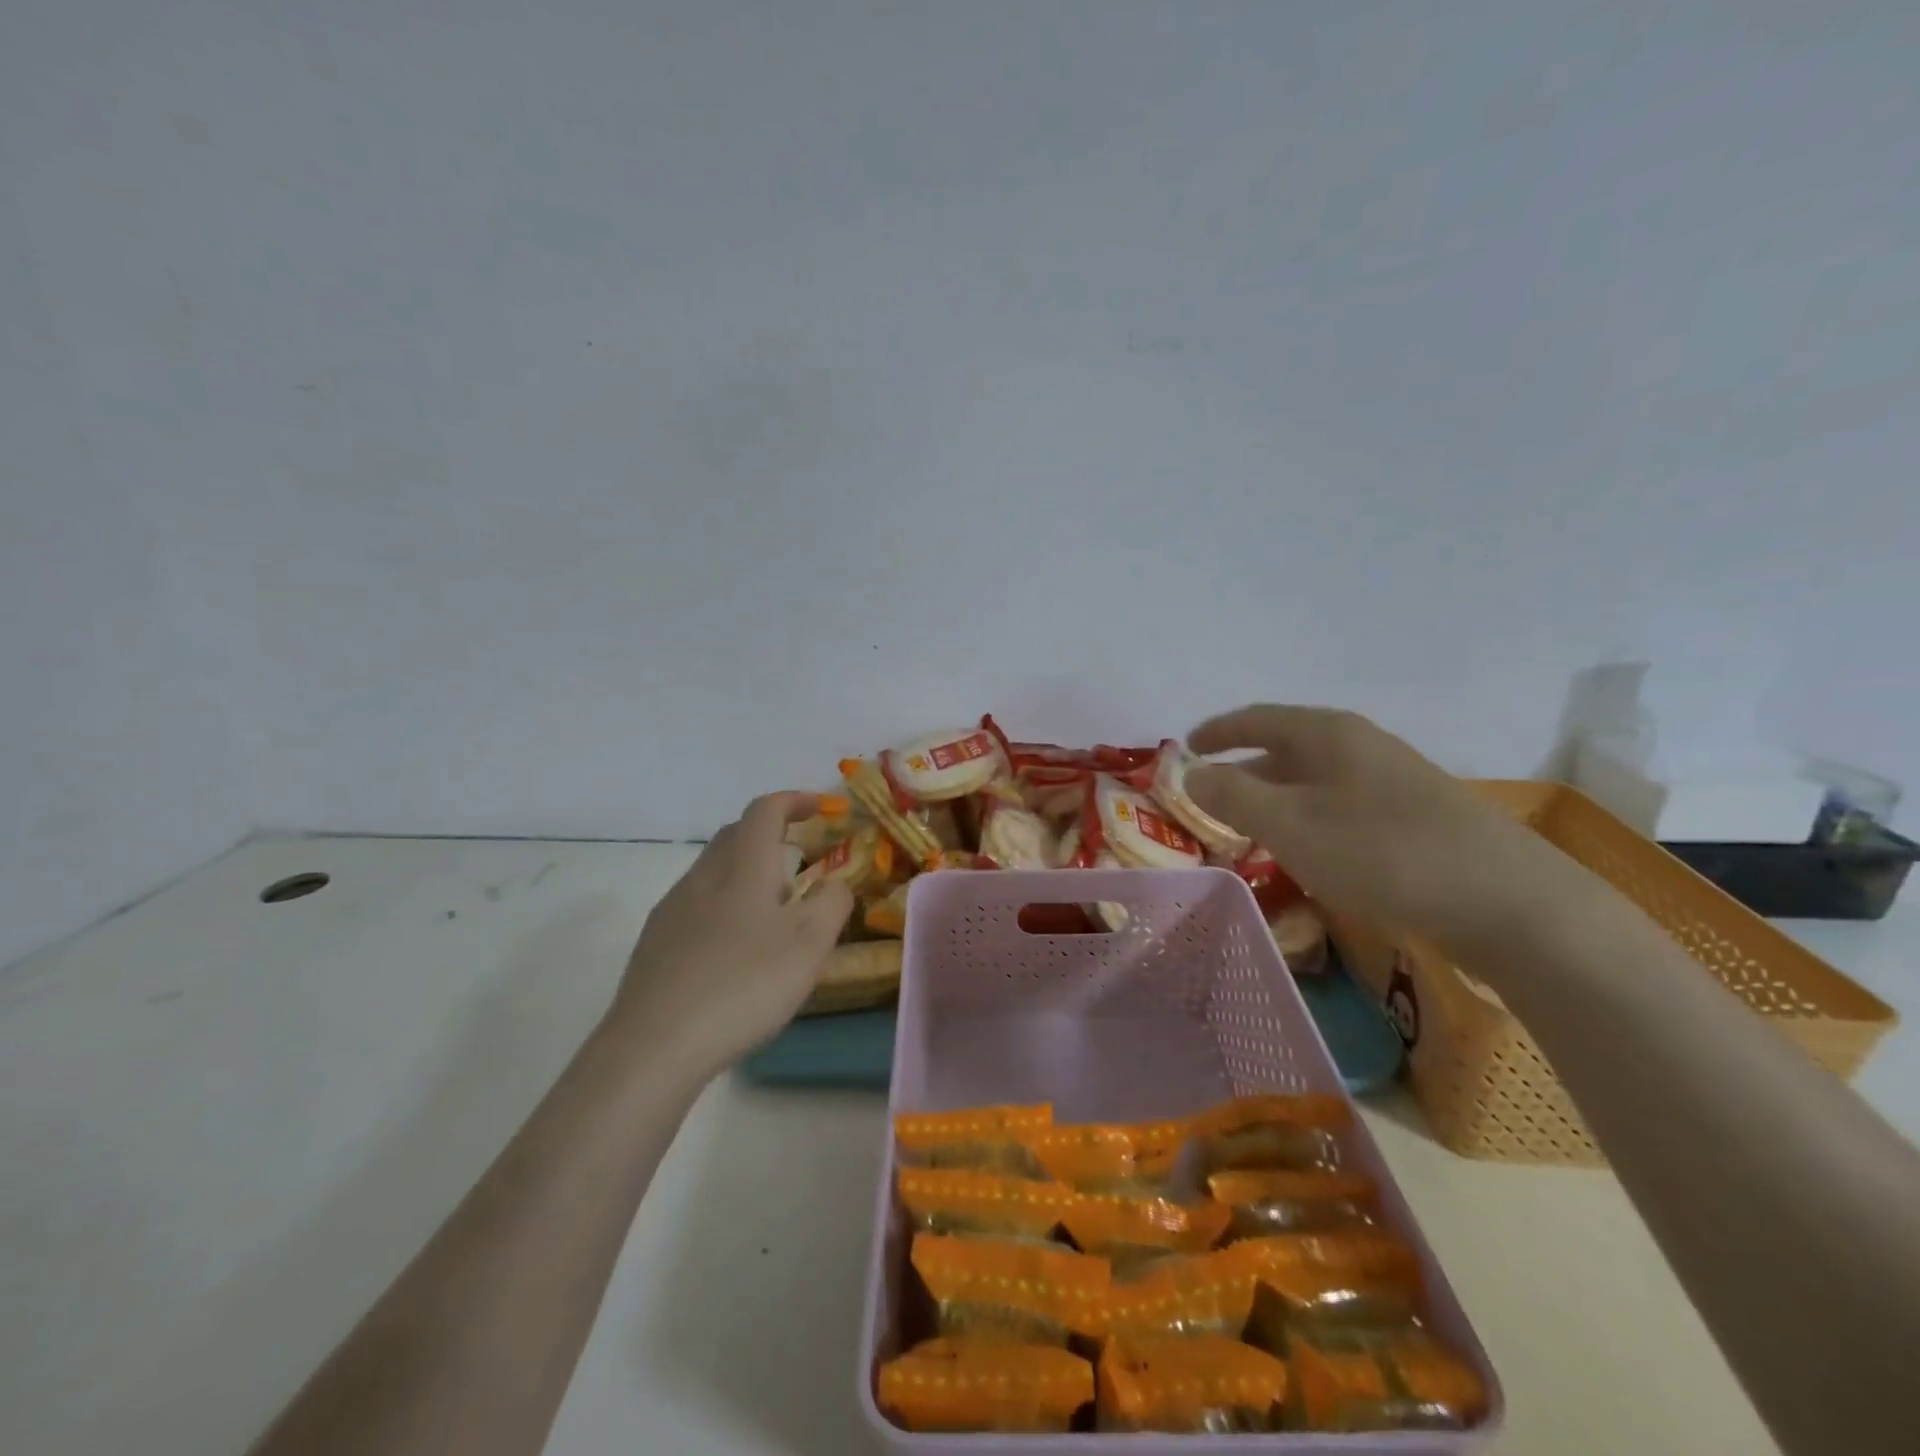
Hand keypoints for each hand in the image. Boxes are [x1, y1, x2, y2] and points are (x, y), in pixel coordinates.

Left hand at [608, 793, 853, 1076]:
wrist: (654, 1046)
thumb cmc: (744, 984)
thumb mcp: (810, 944)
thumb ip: (832, 902)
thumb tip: (835, 882)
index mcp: (743, 866)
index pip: (765, 810)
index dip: (794, 800)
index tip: (821, 808)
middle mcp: (703, 876)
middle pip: (735, 834)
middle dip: (769, 831)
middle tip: (800, 854)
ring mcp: (673, 909)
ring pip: (713, 870)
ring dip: (746, 870)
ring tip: (774, 906)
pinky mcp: (655, 943)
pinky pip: (696, 903)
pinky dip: (724, 903)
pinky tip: (736, 945)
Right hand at [1186, 706, 1591, 955]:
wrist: (1507, 901)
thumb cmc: (1380, 852)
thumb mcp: (1289, 825)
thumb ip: (1232, 796)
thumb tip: (1192, 774)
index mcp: (1327, 734)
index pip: (1256, 718)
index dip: (1217, 731)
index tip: (1186, 747)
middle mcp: (1360, 745)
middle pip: (1286, 746)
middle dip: (1244, 769)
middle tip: (1210, 798)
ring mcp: (1393, 779)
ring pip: (1315, 778)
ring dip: (1277, 797)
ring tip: (1250, 827)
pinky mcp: (1415, 815)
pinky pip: (1341, 803)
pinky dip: (1309, 817)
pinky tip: (1309, 849)